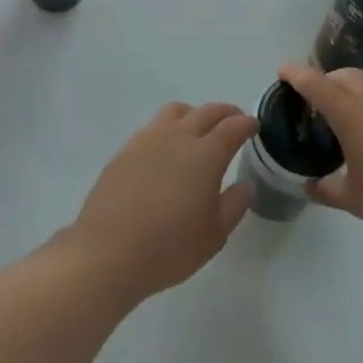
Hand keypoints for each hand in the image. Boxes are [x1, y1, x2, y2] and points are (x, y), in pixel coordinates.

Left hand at [62, 102, 256, 306]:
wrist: (109, 251)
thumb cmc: (169, 247)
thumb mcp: (214, 235)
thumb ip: (233, 205)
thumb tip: (245, 184)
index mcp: (205, 154)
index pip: (232, 127)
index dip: (246, 124)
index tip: (253, 126)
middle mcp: (178, 136)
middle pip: (206, 112)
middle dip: (225, 113)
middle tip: (234, 121)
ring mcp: (148, 139)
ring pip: (176, 111)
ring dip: (194, 114)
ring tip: (198, 130)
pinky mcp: (126, 149)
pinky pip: (153, 127)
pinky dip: (168, 129)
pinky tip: (165, 150)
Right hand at [276, 62, 362, 245]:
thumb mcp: (354, 199)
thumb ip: (328, 189)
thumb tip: (310, 185)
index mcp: (350, 113)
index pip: (316, 84)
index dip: (297, 74)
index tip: (282, 70)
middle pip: (344, 76)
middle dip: (326, 80)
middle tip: (313, 101)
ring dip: (349, 95)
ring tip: (341, 124)